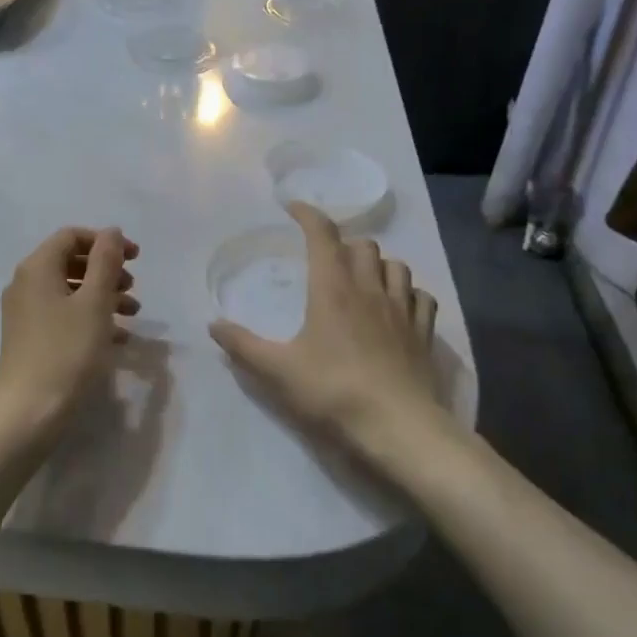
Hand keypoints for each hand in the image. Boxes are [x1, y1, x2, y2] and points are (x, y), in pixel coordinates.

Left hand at [0, 226, 139, 441]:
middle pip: (69, 262)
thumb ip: (105, 262)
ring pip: (69, 291)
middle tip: (134, 287)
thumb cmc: (66, 352)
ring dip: (102, 295)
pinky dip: (89, 317)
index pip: (71, 236)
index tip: (136, 258)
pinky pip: (63, 315)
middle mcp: (25, 284)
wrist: (28, 413)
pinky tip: (117, 337)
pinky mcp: (29, 338)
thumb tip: (111, 232)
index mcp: (36, 268)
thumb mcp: (94, 302)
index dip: (105, 241)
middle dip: (105, 270)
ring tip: (133, 313)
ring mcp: (24, 313)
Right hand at [210, 203, 450, 467]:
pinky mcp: (424, 334)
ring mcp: (402, 311)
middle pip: (363, 245)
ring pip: (396, 266)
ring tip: (363, 278)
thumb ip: (242, 345)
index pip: (322, 235)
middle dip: (344, 243)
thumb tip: (213, 325)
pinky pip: (422, 298)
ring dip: (378, 264)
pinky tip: (398, 307)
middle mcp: (370, 289)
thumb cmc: (333, 392)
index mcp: (332, 289)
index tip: (293, 208)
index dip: (308, 215)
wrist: (399, 429)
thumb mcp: (276, 371)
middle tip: (326, 258)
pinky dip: (408, 293)